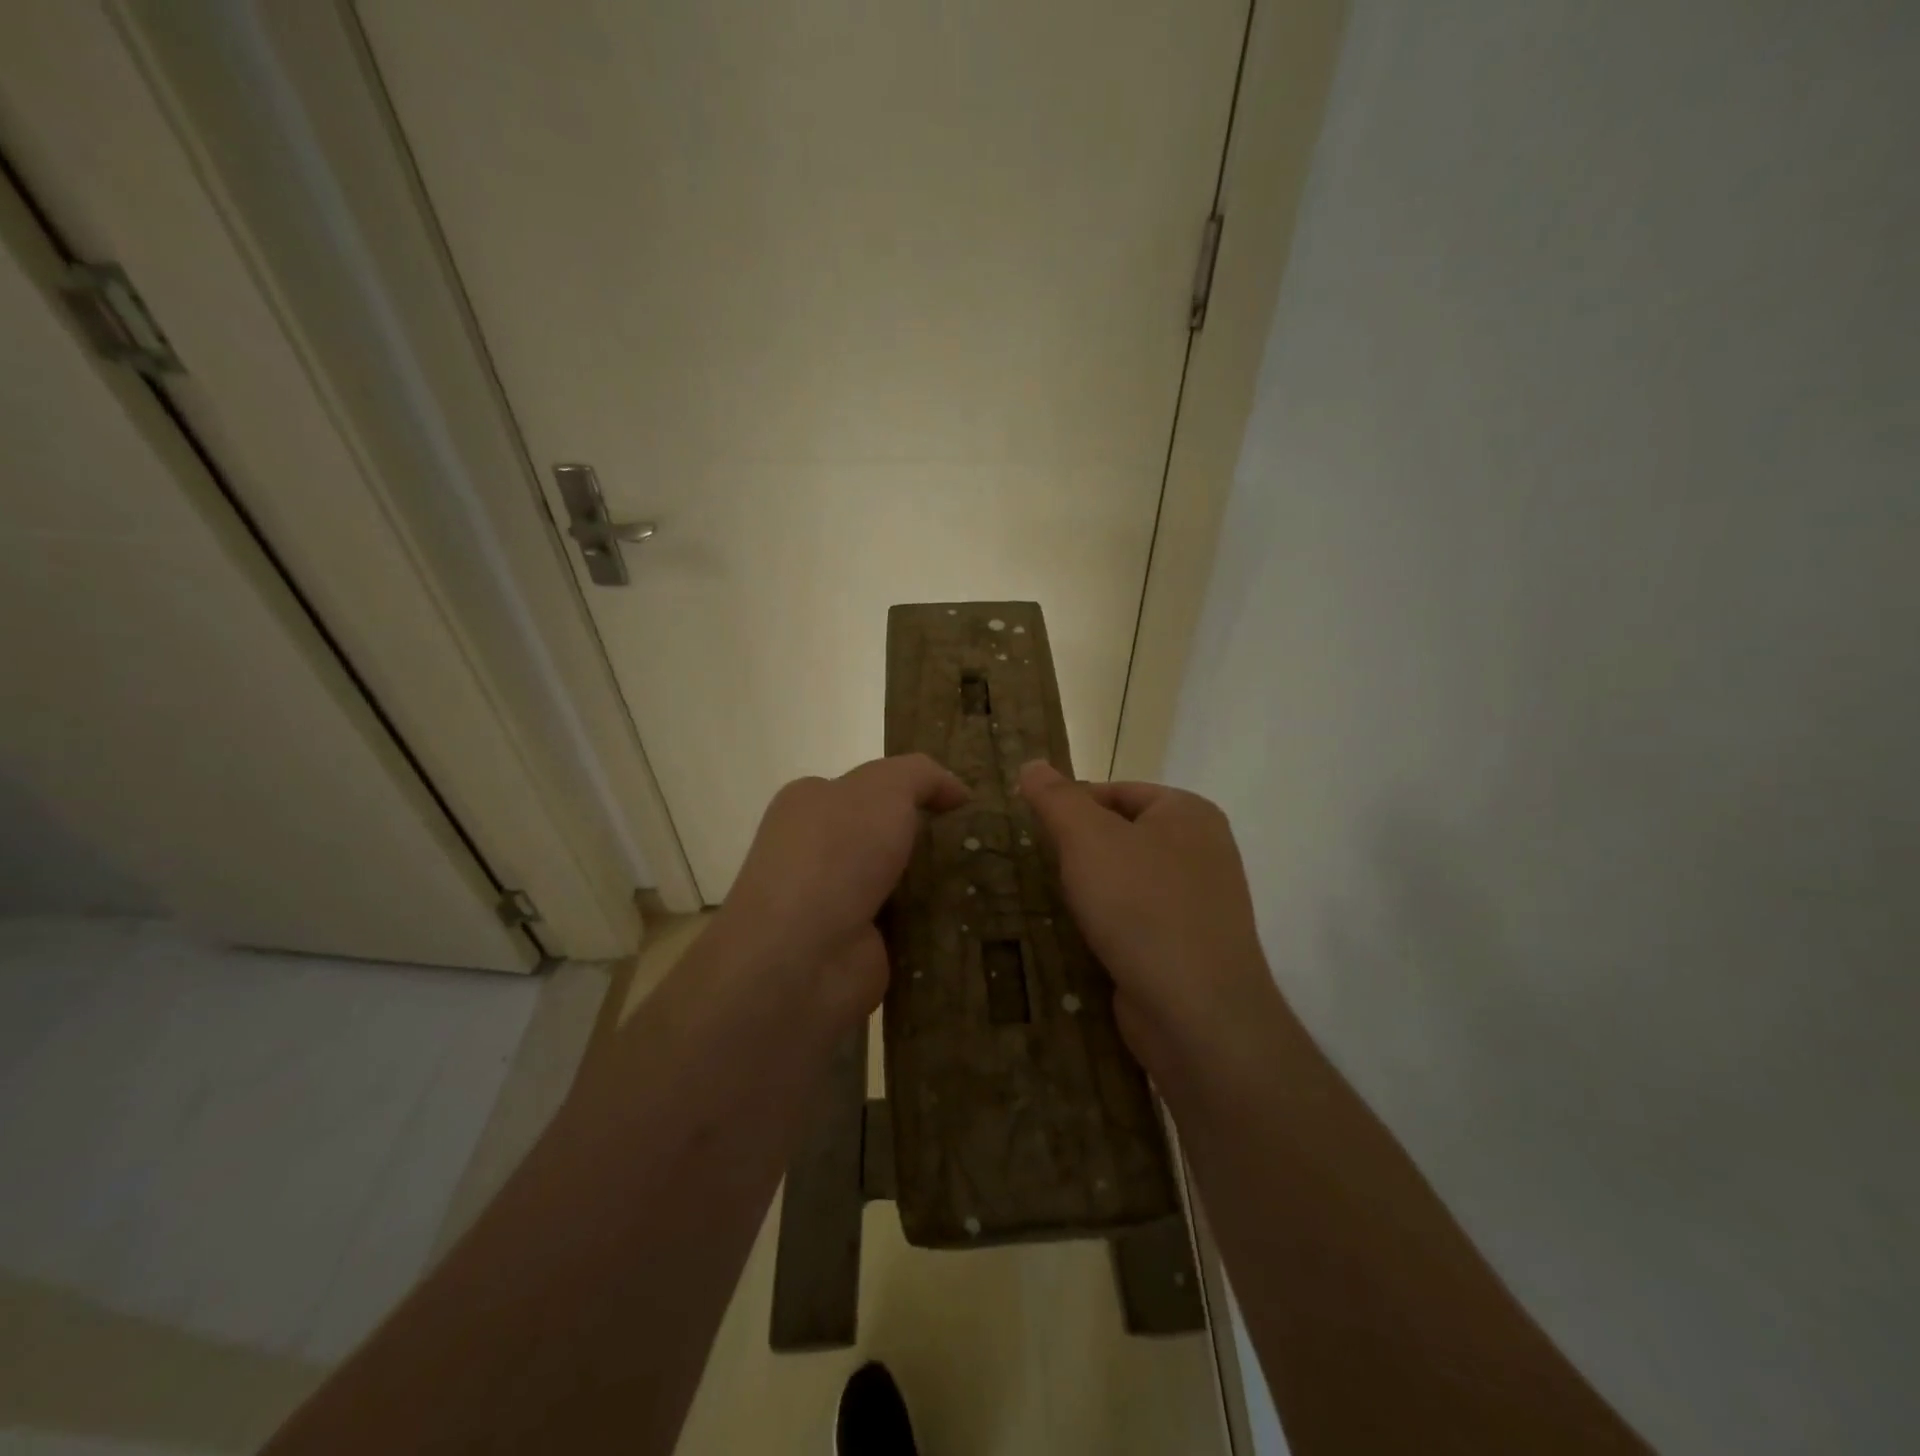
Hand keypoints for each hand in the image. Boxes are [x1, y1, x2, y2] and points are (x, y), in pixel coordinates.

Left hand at [720, 754, 969, 1024]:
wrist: (803, 957)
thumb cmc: (837, 853)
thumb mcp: (884, 787)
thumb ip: (922, 775)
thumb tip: (957, 792)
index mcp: (809, 805)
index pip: (865, 789)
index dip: (912, 791)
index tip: (961, 804)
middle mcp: (815, 852)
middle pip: (885, 838)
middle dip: (929, 841)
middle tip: (983, 844)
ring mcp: (834, 905)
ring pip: (900, 884)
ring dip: (938, 886)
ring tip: (991, 882)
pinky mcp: (857, 948)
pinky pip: (908, 928)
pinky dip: (936, 926)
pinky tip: (973, 922)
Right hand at [1018, 761, 1278, 1078]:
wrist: (1197, 1012)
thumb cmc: (1142, 906)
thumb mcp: (1088, 838)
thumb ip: (1056, 798)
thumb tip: (1032, 764)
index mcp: (1188, 812)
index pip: (1116, 790)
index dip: (1070, 804)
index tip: (1032, 829)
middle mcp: (1202, 850)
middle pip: (1121, 834)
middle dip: (1078, 849)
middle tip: (1036, 865)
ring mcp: (1200, 902)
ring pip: (1127, 880)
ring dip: (1089, 889)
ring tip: (1049, 900)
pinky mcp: (1188, 946)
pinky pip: (1137, 919)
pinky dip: (1108, 923)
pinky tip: (1079, 935)